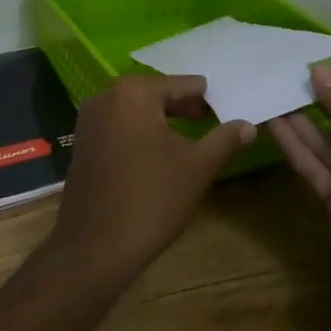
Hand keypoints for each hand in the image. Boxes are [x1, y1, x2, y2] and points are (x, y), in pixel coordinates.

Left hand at [49, 74, 254, 285]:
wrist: (96, 245)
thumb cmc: (152, 199)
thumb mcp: (198, 167)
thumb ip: (224, 139)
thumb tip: (248, 124)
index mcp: (134, 92)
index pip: (181, 84)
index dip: (206, 96)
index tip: (227, 105)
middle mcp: (106, 96)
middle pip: (155, 93)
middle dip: (183, 105)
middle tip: (212, 117)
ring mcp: (89, 119)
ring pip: (135, 109)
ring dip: (162, 118)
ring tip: (191, 135)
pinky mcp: (82, 142)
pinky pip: (118, 125)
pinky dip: (140, 131)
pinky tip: (159, 151)